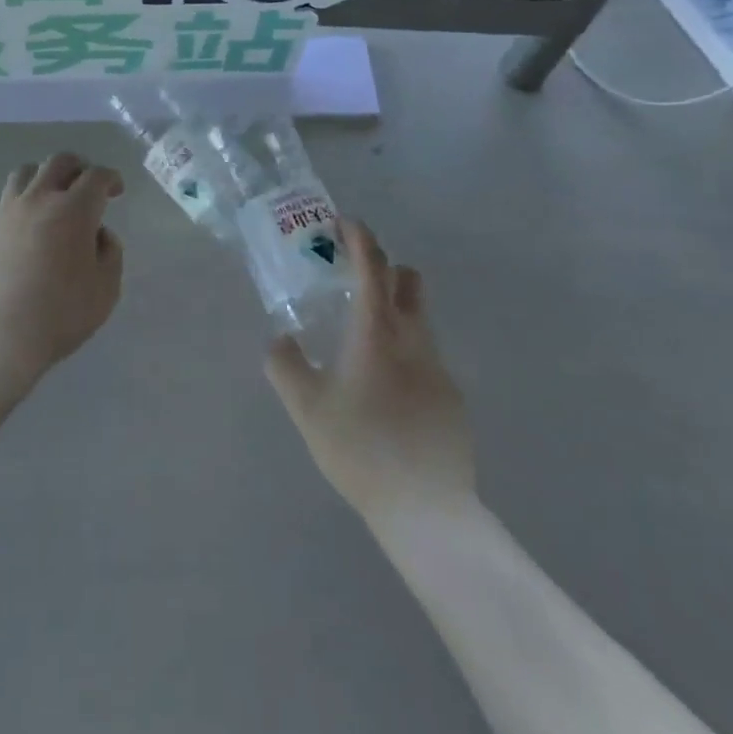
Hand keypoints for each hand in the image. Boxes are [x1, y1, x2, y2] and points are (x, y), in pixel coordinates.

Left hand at [0, 153, 123, 378]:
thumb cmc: (60, 314)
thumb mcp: (106, 290)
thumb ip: (110, 254)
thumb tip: (99, 235)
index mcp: (74, 210)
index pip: (97, 176)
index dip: (110, 178)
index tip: (115, 190)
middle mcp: (39, 200)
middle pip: (59, 162)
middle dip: (78, 167)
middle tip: (85, 185)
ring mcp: (5, 212)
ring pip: (24, 173)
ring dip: (43, 177)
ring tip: (49, 198)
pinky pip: (2, 206)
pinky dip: (17, 210)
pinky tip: (20, 234)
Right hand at [267, 219, 473, 525]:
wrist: (427, 510)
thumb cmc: (360, 448)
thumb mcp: (307, 408)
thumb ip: (285, 366)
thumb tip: (280, 339)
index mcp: (377, 331)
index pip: (373, 265)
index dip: (359, 237)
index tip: (344, 223)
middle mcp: (413, 339)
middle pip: (409, 281)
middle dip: (385, 267)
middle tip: (354, 280)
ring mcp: (439, 368)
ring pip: (420, 319)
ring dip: (395, 311)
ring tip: (363, 341)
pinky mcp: (452, 399)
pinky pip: (426, 358)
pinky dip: (405, 354)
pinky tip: (386, 394)